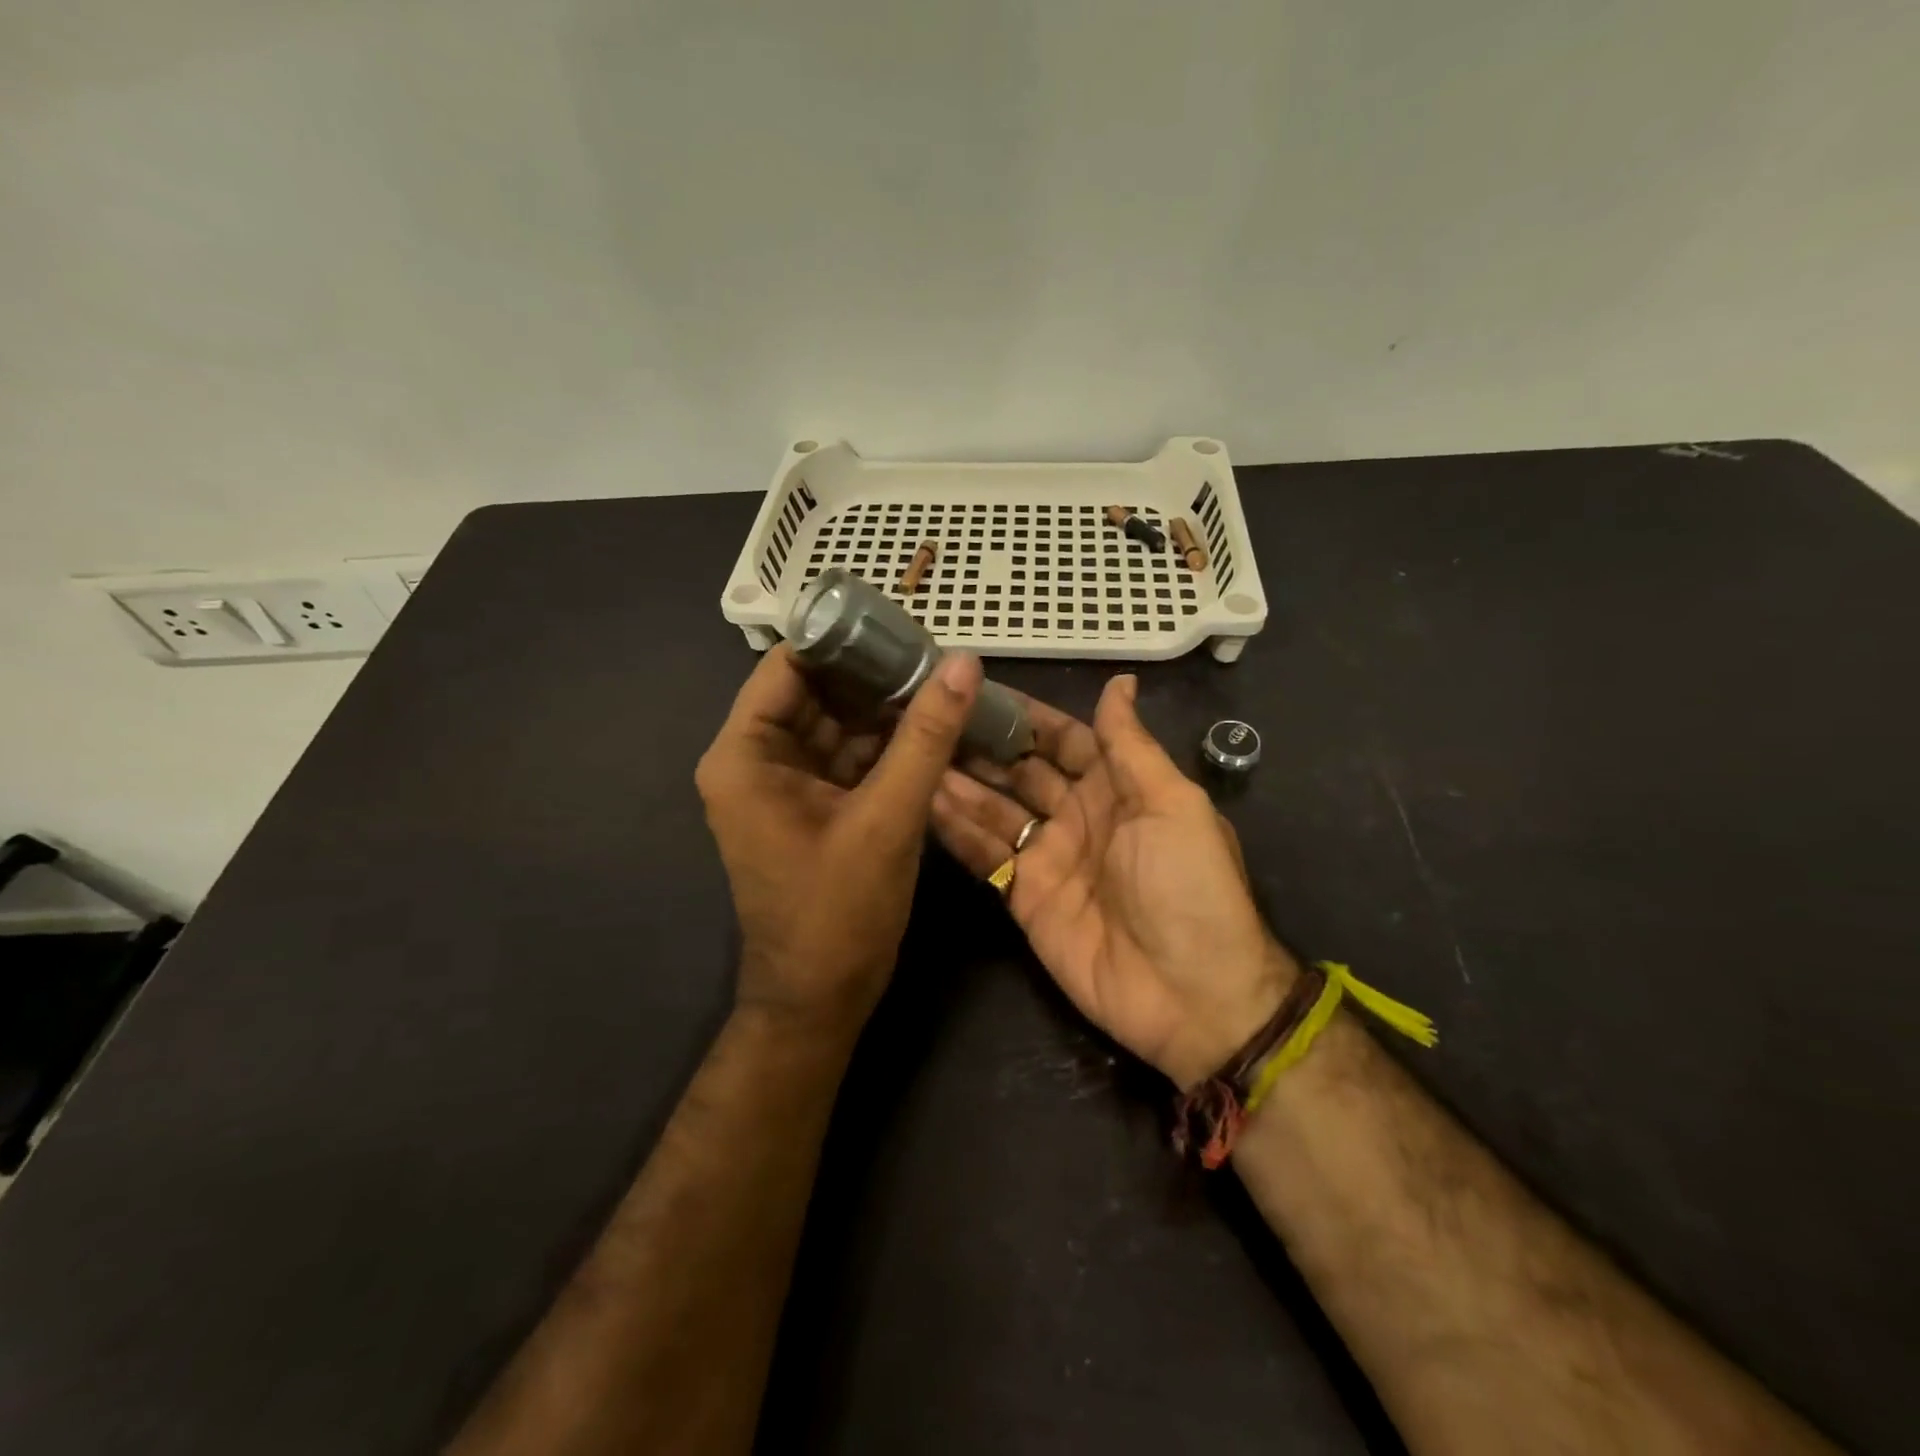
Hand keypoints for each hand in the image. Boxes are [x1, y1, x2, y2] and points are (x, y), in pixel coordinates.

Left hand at [697, 644, 982, 1033]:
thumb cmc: (839, 911)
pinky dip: (883, 745)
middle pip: (814, 691)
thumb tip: (963, 662)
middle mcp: (754, 761)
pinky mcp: (809, 806)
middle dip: (872, 675)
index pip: (788, 665)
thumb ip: (925, 736)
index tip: (902, 626)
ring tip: (941, 684)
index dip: (842, 640)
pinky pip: (846, 757)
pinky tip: (929, 729)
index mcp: (745, 755)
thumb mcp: (889, 817)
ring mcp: (782, 785)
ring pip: (835, 723)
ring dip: (884, 709)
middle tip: (935, 655)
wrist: (820, 1000)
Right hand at [929, 674, 1295, 1088]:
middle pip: (1022, 772)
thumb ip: (1132, 746)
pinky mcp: (1023, 898)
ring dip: (961, 783)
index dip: (1026, 717)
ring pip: (995, 810)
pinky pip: (986, 856)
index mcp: (1117, 789)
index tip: (980, 688)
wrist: (1191, 995)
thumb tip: (1121, 681)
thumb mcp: (1173, 804)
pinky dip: (957, 831)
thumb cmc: (1189, 886)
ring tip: (916, 751)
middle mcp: (1077, 816)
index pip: (1065, 740)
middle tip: (932, 716)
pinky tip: (924, 800)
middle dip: (983, 746)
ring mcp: (1048, 858)